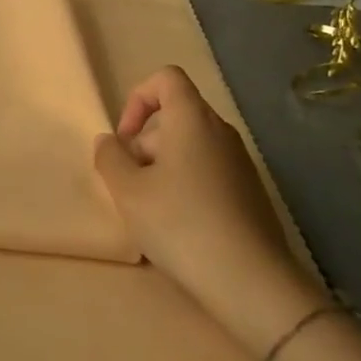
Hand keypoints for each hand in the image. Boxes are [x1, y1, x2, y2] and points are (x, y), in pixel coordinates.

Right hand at [94, 66, 323, 355]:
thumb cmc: (181, 224)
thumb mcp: (128, 191)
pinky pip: (209, 172)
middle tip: (131, 185)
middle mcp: (221, 131)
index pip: (166, 78)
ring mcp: (241, 163)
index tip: (126, 139)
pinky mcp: (251, 193)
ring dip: (163, 168)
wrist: (251, 281)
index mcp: (192, 119)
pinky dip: (188, 186)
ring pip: (191, 147)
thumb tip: (109, 141)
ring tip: (152, 211)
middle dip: (145, 143)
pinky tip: (180, 227)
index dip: (138, 99)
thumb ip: (110, 157)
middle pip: (175, 116)